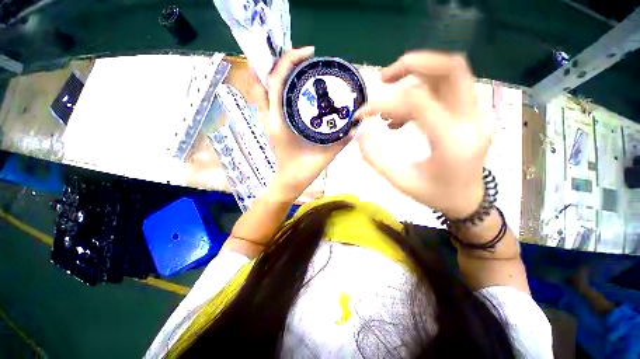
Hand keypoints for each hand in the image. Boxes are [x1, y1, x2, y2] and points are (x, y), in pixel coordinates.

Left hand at [259, 47, 352, 200]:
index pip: (276, 82)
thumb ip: (341, 140)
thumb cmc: (303, 170)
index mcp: (279, 121)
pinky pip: (270, 98)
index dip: (289, 61)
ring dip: (277, 72)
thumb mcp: (325, 154)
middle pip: (265, 79)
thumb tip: (356, 124)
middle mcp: (270, 116)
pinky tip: (295, 85)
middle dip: (280, 61)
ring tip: (298, 65)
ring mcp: (269, 119)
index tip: (308, 53)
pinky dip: (278, 86)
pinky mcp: (272, 122)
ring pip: (264, 88)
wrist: (289, 181)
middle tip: (302, 57)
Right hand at [355, 52, 492, 217]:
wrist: (467, 199)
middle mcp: (471, 119)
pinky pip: (445, 89)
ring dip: (415, 76)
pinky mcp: (469, 113)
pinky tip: (401, 118)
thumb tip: (359, 134)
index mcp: (453, 140)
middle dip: (412, 64)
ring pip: (449, 73)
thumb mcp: (400, 181)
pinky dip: (419, 93)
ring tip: (388, 104)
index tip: (363, 114)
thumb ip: (376, 158)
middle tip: (383, 78)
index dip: (385, 102)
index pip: (418, 103)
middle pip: (450, 68)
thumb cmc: (435, 194)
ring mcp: (474, 113)